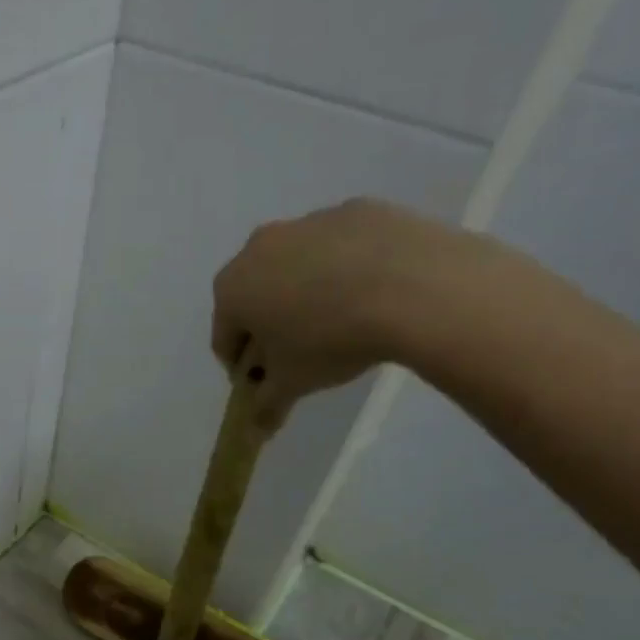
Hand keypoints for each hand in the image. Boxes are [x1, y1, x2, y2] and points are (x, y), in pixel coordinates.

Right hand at [211, 197, 492, 431]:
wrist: (414, 287)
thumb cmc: (330, 340)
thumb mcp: (293, 384)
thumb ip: (266, 406)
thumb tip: (256, 429)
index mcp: (232, 288)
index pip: (225, 338)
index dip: (244, 368)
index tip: (267, 385)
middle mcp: (259, 247)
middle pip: (256, 297)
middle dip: (271, 326)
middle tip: (302, 355)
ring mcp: (309, 222)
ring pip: (298, 268)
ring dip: (307, 295)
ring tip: (343, 324)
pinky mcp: (357, 210)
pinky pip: (341, 248)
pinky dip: (347, 270)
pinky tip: (374, 295)